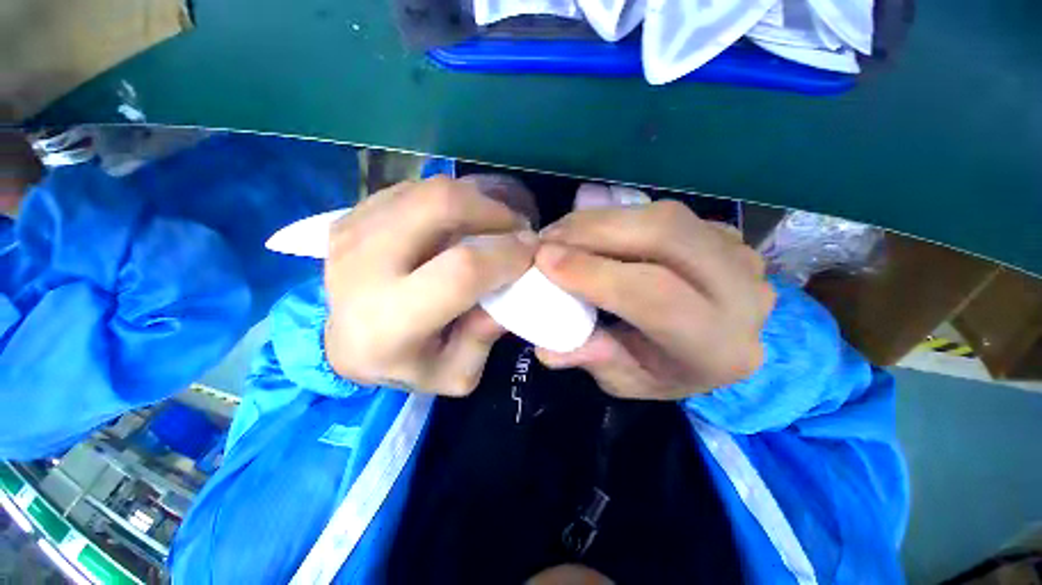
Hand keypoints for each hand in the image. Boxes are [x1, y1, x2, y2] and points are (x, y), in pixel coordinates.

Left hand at [324, 176, 536, 395]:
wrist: (342, 345)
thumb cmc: (405, 365)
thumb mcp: (456, 373)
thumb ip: (485, 336)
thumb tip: (514, 287)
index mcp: (390, 322)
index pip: (461, 271)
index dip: (507, 255)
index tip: (532, 252)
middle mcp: (363, 269)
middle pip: (439, 206)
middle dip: (493, 210)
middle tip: (515, 227)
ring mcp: (351, 234)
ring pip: (429, 190)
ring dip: (474, 202)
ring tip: (491, 225)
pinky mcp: (350, 217)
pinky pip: (412, 190)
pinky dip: (447, 200)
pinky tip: (457, 223)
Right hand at [535, 200, 775, 399]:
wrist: (716, 346)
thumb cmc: (669, 371)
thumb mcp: (628, 381)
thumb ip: (595, 360)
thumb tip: (546, 345)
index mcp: (718, 347)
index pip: (655, 297)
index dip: (595, 273)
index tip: (543, 260)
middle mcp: (743, 293)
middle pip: (665, 236)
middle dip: (594, 231)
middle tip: (547, 239)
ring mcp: (739, 254)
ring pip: (664, 217)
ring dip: (601, 220)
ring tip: (561, 233)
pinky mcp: (725, 232)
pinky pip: (664, 214)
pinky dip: (618, 217)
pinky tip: (592, 232)